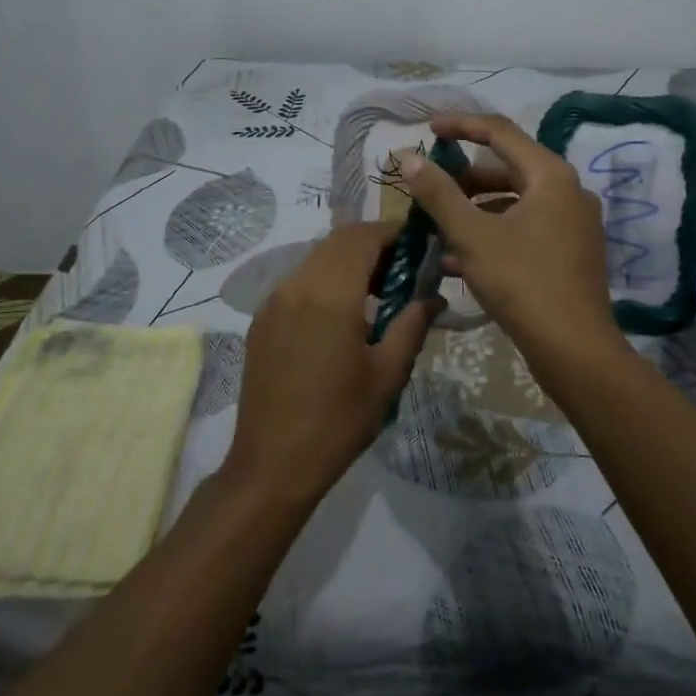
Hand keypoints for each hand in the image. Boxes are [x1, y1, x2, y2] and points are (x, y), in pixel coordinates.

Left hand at [220, 221, 439, 508]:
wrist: (272, 463)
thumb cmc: (338, 420)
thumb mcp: (387, 374)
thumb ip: (411, 325)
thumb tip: (433, 297)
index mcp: (330, 294)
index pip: (362, 237)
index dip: (392, 232)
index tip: (419, 244)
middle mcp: (296, 285)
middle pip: (338, 242)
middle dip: (373, 245)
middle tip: (403, 269)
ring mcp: (273, 302)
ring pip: (316, 260)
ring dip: (348, 262)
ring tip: (378, 293)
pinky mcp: (262, 321)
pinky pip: (299, 283)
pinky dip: (325, 281)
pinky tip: (343, 316)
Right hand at [399, 114, 621, 365]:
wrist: (574, 349)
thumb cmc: (521, 282)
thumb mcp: (471, 235)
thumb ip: (438, 193)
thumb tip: (409, 157)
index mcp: (550, 175)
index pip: (500, 132)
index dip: (461, 126)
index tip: (428, 130)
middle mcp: (568, 191)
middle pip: (508, 169)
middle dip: (464, 179)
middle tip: (429, 189)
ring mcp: (574, 223)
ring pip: (515, 202)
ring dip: (475, 211)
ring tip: (437, 228)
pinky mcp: (571, 252)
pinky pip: (526, 228)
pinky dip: (494, 233)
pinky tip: (458, 260)